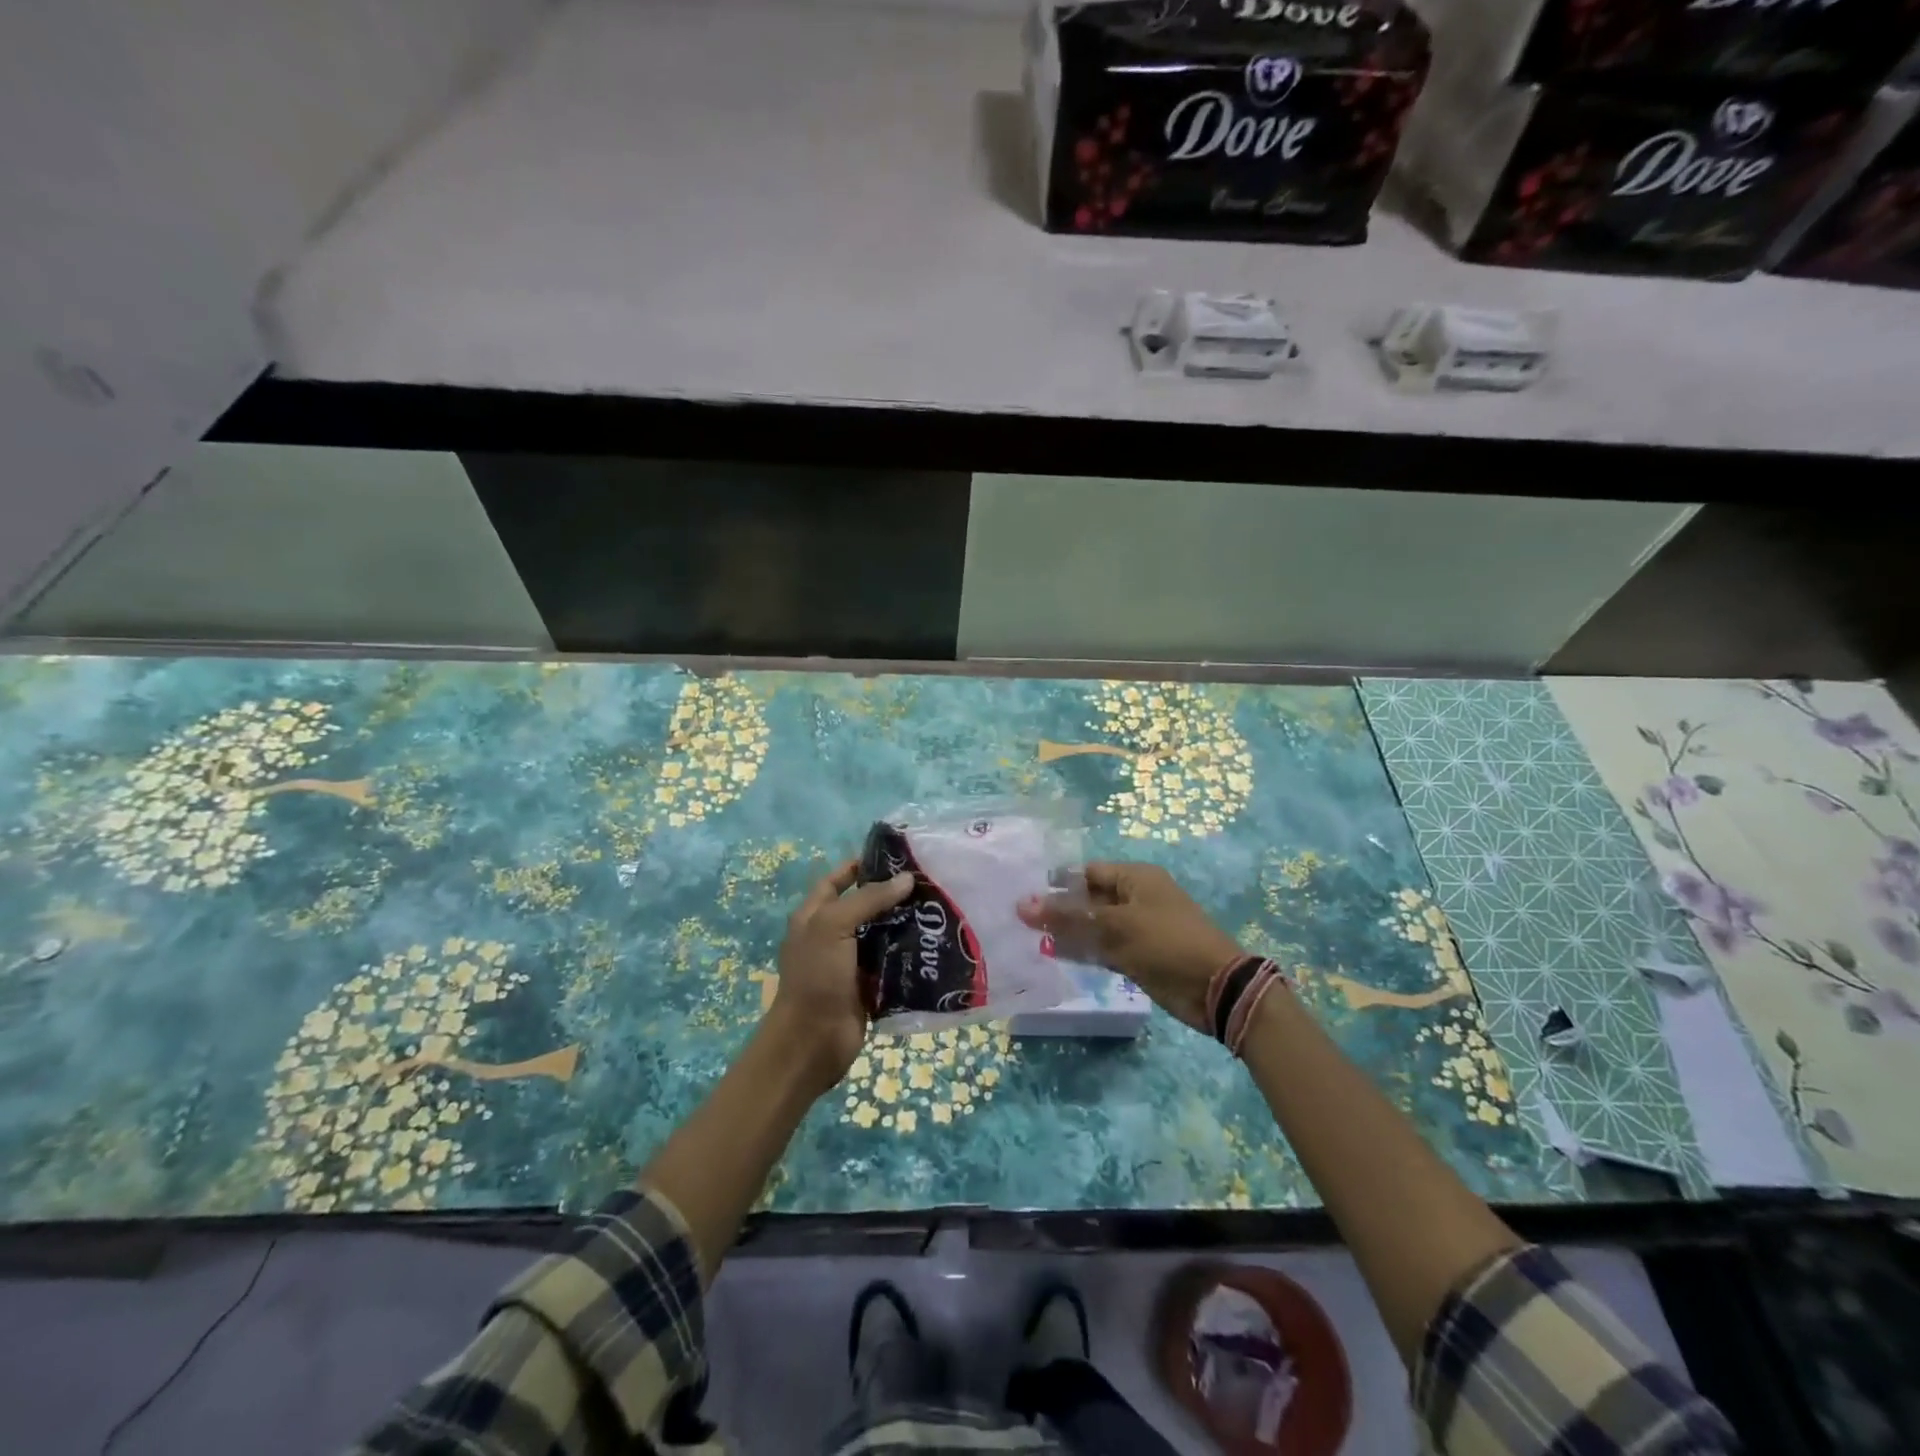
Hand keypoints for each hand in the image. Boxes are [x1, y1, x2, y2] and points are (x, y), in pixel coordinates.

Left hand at [765, 860, 913, 1095]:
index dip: (859, 867)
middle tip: (928, 882)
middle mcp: (831, 936)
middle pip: (865, 907)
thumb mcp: (834, 926)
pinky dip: (910, 955)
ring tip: (939, 909)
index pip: (836, 881)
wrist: (812, 1041)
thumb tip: (906, 878)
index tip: (895, 857)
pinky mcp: (869, 986)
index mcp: (814, 916)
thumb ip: (869, 899)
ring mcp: (851, 962)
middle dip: (892, 895)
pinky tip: (936, 945)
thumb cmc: (816, 976)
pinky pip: (893, 964)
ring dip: (906, 924)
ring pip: (882, 935)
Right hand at [1017, 862, 1241, 1032]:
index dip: (1057, 883)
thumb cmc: (1167, 943)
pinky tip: (1053, 955)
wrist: (1215, 989)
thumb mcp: (1116, 926)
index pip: (1087, 873)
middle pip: (1088, 899)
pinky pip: (1102, 948)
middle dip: (1058, 909)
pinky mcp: (1136, 956)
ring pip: (1093, 926)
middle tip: (1019, 919)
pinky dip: (1081, 951)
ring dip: (1066, 932)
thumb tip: (1022, 905)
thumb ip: (1069, 917)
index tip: (1023, 895)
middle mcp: (1134, 898)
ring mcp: (1135, 929)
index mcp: (1135, 878)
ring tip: (1028, 938)